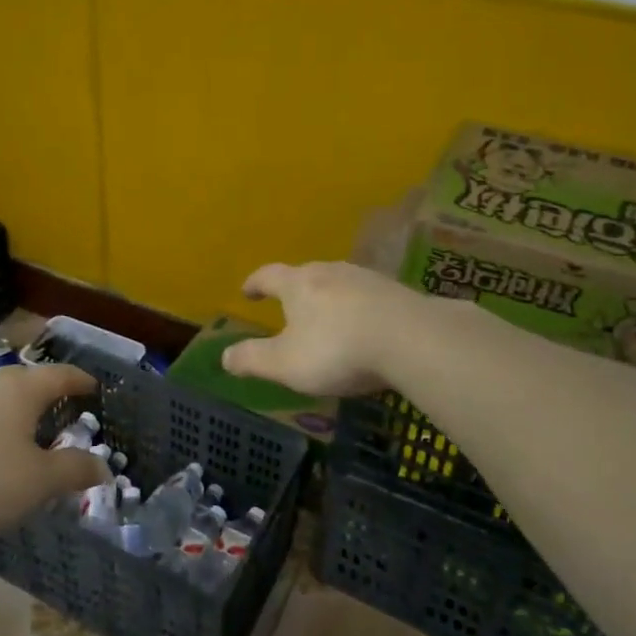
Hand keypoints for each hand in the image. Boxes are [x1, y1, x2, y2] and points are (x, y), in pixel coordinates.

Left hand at [0, 364, 109, 539]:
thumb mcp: (38, 482)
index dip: (80, 380)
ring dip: (16, 412)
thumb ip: (73, 471)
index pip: (60, 375)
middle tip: (63, 409)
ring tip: (26, 433)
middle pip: (26, 381)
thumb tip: (103, 467)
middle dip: (47, 393)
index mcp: (22, 389)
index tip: (94, 386)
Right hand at [222, 261, 424, 395]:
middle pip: (306, 274)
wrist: (412, 339)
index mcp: (299, 284)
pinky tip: (365, 327)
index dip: (255, 283)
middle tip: (288, 306)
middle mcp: (331, 272)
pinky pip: (368, 298)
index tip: (247, 291)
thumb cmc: (337, 349)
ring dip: (328, 298)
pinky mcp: (397, 293)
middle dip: (294, 290)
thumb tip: (224, 357)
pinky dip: (358, 309)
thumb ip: (253, 359)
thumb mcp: (286, 364)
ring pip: (339, 283)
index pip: (268, 275)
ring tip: (326, 317)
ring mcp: (367, 279)